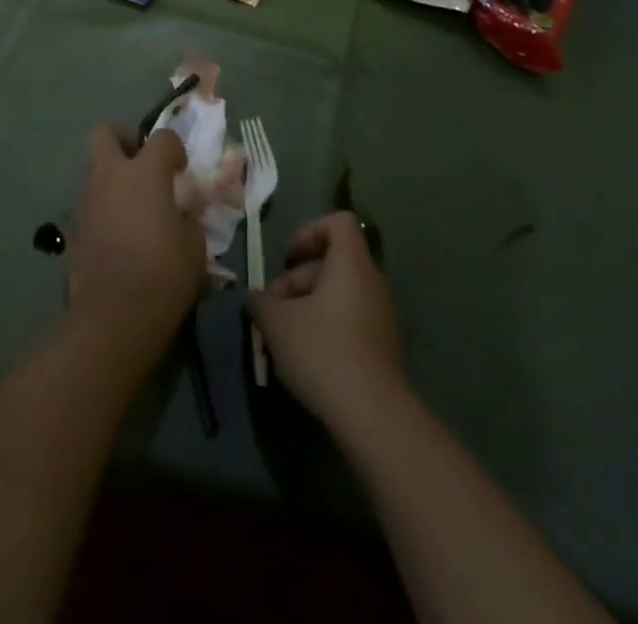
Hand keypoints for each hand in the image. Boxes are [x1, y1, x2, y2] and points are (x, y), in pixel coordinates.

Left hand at [67, 124, 206, 369]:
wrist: (114, 315)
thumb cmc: (163, 273)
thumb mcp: (194, 244)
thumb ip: (188, 216)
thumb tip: (182, 211)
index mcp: (145, 172)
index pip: (162, 138)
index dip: (175, 149)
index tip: (182, 170)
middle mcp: (111, 175)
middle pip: (106, 134)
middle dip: (124, 140)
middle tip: (143, 164)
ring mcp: (87, 199)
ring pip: (95, 170)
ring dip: (113, 178)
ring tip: (135, 207)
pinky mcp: (75, 227)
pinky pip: (91, 203)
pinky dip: (105, 208)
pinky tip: (121, 234)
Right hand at [248, 212, 402, 429]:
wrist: (373, 416)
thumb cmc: (323, 351)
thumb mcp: (277, 322)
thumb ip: (261, 302)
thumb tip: (255, 298)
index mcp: (351, 264)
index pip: (337, 222)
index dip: (309, 232)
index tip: (287, 259)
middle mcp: (371, 282)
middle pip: (330, 262)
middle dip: (297, 280)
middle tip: (272, 310)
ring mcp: (380, 316)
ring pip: (337, 294)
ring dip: (306, 307)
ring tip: (282, 338)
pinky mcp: (381, 347)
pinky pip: (348, 320)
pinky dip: (325, 329)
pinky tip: (304, 358)